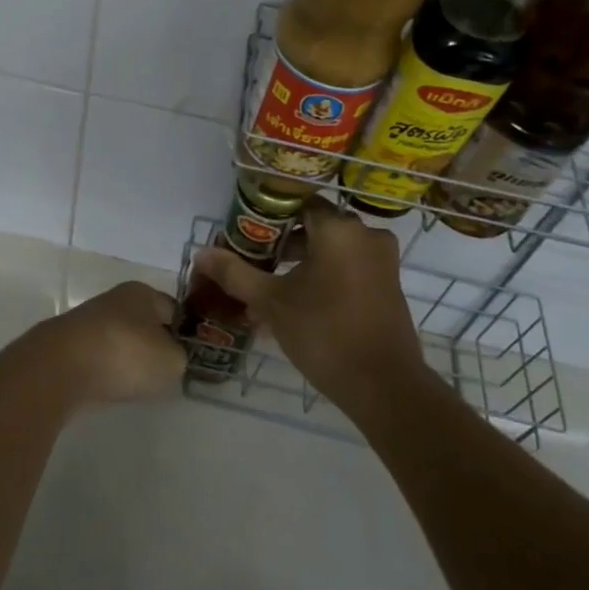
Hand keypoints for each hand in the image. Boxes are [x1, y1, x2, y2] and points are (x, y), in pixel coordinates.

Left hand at [36, 281, 184, 406]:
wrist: (61, 368)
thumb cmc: (125, 354)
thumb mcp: (172, 360)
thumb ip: (181, 358)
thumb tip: (173, 358)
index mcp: (142, 292)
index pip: (174, 309)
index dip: (186, 332)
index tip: (193, 357)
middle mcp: (114, 300)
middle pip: (145, 324)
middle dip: (156, 346)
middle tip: (169, 373)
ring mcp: (89, 323)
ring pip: (121, 342)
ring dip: (130, 360)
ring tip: (141, 384)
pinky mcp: (70, 347)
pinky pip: (101, 359)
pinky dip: (109, 372)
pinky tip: (114, 388)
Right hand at [194, 199, 425, 415]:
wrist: (384, 387)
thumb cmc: (325, 333)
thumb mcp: (271, 302)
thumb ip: (235, 273)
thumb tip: (200, 253)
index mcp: (339, 229)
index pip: (297, 203)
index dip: (267, 216)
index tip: (244, 234)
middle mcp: (366, 235)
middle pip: (313, 226)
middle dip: (280, 244)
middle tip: (251, 262)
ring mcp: (382, 261)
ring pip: (330, 250)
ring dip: (299, 264)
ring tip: (268, 288)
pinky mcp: (388, 285)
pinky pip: (348, 268)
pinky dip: (323, 277)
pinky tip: (296, 304)